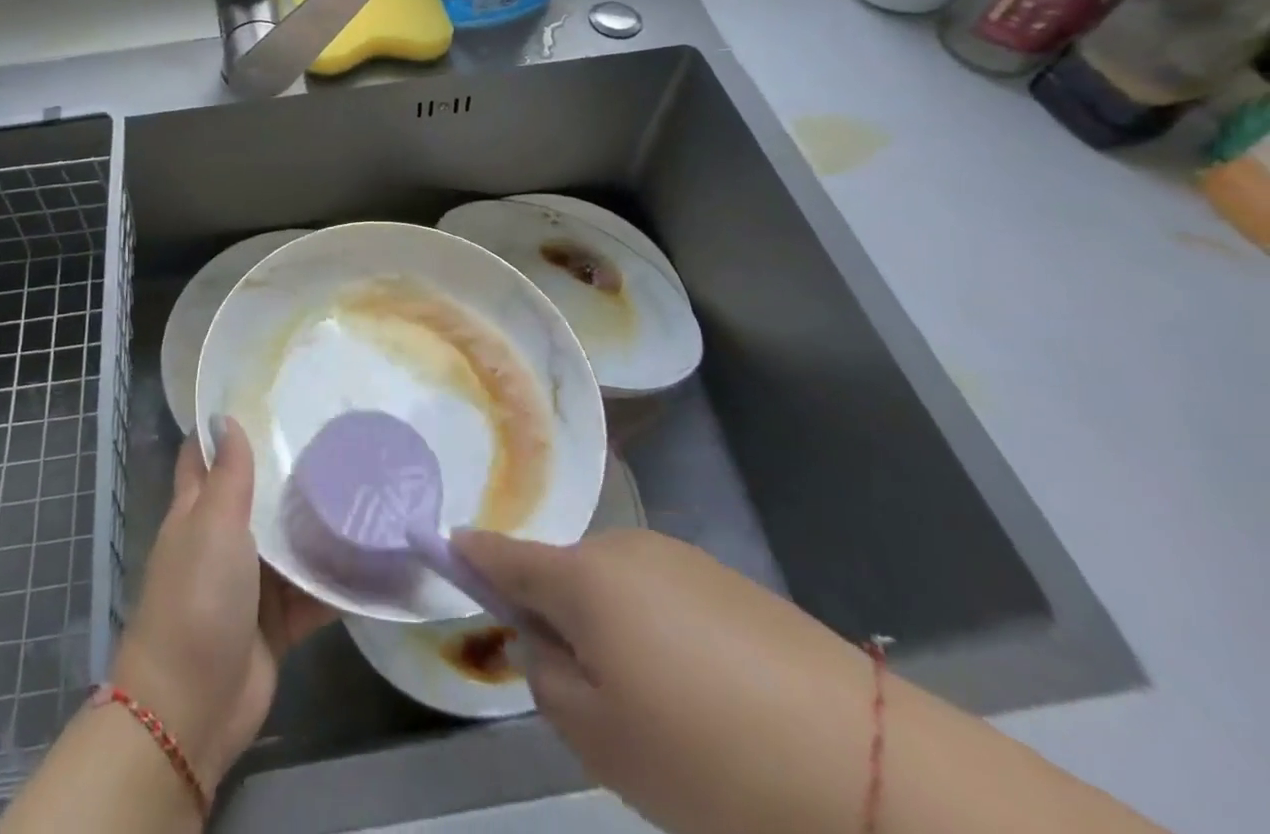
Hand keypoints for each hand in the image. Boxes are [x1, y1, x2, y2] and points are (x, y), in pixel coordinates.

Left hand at [111, 416, 335, 792]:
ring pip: (290, 542)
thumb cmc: (196, 598)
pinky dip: (338, 580)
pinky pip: (313, 592)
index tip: (266, 395)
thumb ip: (227, 475)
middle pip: (257, 495)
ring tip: (368, 483)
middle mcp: (223, 540)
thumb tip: (224, 417)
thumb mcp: (212, 524)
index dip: (226, 426)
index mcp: (198, 511)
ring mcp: (251, 583)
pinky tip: (376, 555)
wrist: (191, 708)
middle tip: (337, 432)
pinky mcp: (278, 621)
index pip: (205, 456)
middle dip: (289, 469)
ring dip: (320, 523)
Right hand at [454, 527, 878, 831]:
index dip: (472, 555)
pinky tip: (708, 701)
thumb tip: (542, 640)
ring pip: (616, 589)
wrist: (864, 764)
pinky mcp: (727, 581)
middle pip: (565, 575)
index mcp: (583, 575)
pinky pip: (662, 598)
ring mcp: (680, 558)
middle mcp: (625, 546)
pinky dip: (659, 636)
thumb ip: (545, 676)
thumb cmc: (705, 755)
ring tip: (663, 714)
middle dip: (560, 620)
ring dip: (614, 632)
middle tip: (594, 702)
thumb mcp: (598, 736)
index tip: (446, 548)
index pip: (506, 554)